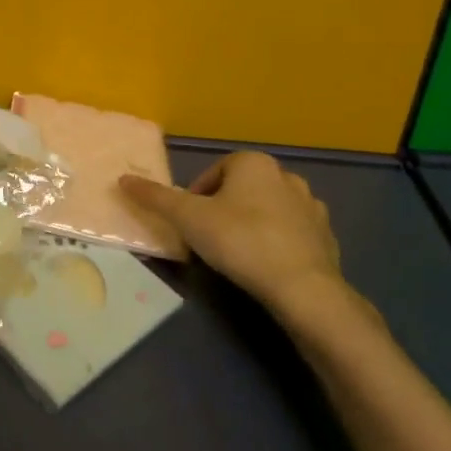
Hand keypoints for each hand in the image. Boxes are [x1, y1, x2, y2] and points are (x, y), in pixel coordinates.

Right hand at [120, 152, 348, 322]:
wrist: (303, 287)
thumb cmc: (240, 241)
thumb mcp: (188, 218)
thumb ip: (156, 198)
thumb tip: (122, 179)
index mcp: (253, 163)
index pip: (215, 173)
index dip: (197, 197)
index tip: (191, 224)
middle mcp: (286, 176)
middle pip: (242, 189)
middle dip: (225, 209)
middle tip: (210, 239)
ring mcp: (311, 206)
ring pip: (269, 209)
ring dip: (253, 224)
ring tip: (238, 254)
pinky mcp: (327, 237)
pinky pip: (294, 233)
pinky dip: (279, 243)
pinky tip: (267, 266)